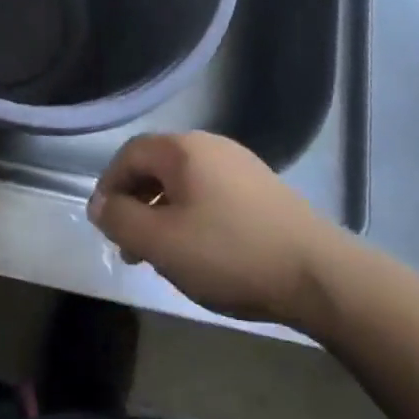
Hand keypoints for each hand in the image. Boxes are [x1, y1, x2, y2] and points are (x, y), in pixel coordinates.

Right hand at [89, 132, 333, 326]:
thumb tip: (99, 204)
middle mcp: (210, 144)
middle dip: (136, 203)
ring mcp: (240, 164)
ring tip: (163, 255)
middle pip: (157, 165)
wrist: (318, 274)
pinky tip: (201, 250)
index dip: (109, 186)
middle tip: (130, 247)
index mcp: (183, 148)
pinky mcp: (262, 188)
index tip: (104, 225)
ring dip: (163, 212)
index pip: (130, 154)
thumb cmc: (230, 253)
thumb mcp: (162, 243)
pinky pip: (210, 192)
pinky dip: (192, 215)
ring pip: (184, 181)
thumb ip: (121, 220)